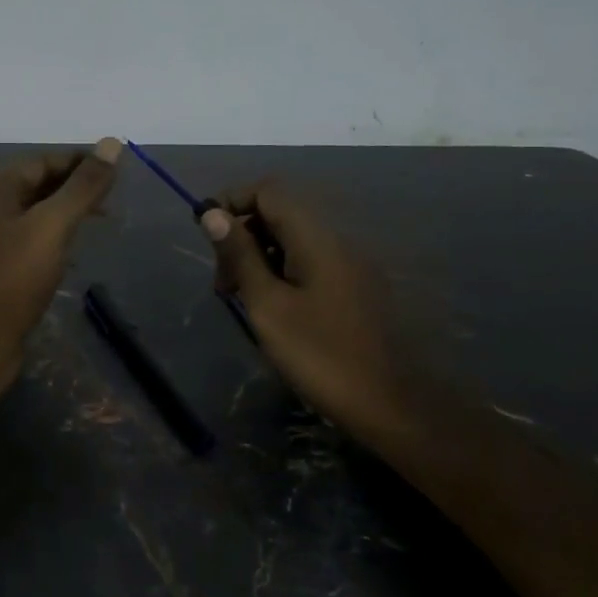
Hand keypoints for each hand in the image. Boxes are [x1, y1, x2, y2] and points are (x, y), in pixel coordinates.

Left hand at [0, 138, 121, 413]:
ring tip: (100, 224)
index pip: (42, 161)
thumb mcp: (51, 226)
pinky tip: (73, 256)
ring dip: (65, 216)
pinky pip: (28, 245)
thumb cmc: (10, 279)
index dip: (79, 162)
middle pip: (36, 186)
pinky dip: (53, 242)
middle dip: (74, 189)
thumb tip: (112, 142)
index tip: (116, 170)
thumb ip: (82, 187)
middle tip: (112, 201)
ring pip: (33, 217)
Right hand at [201, 182, 415, 442]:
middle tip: (222, 283)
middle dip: (241, 235)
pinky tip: (270, 308)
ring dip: (258, 256)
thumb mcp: (268, 306)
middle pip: (279, 213)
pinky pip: (308, 262)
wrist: (392, 405)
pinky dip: (280, 272)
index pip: (268, 191)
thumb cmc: (321, 355)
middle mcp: (335, 240)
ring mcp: (348, 264)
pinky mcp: (353, 287)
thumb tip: (212, 214)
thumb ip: (240, 256)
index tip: (204, 235)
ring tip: (241, 298)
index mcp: (315, 238)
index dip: (231, 202)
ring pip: (292, 240)